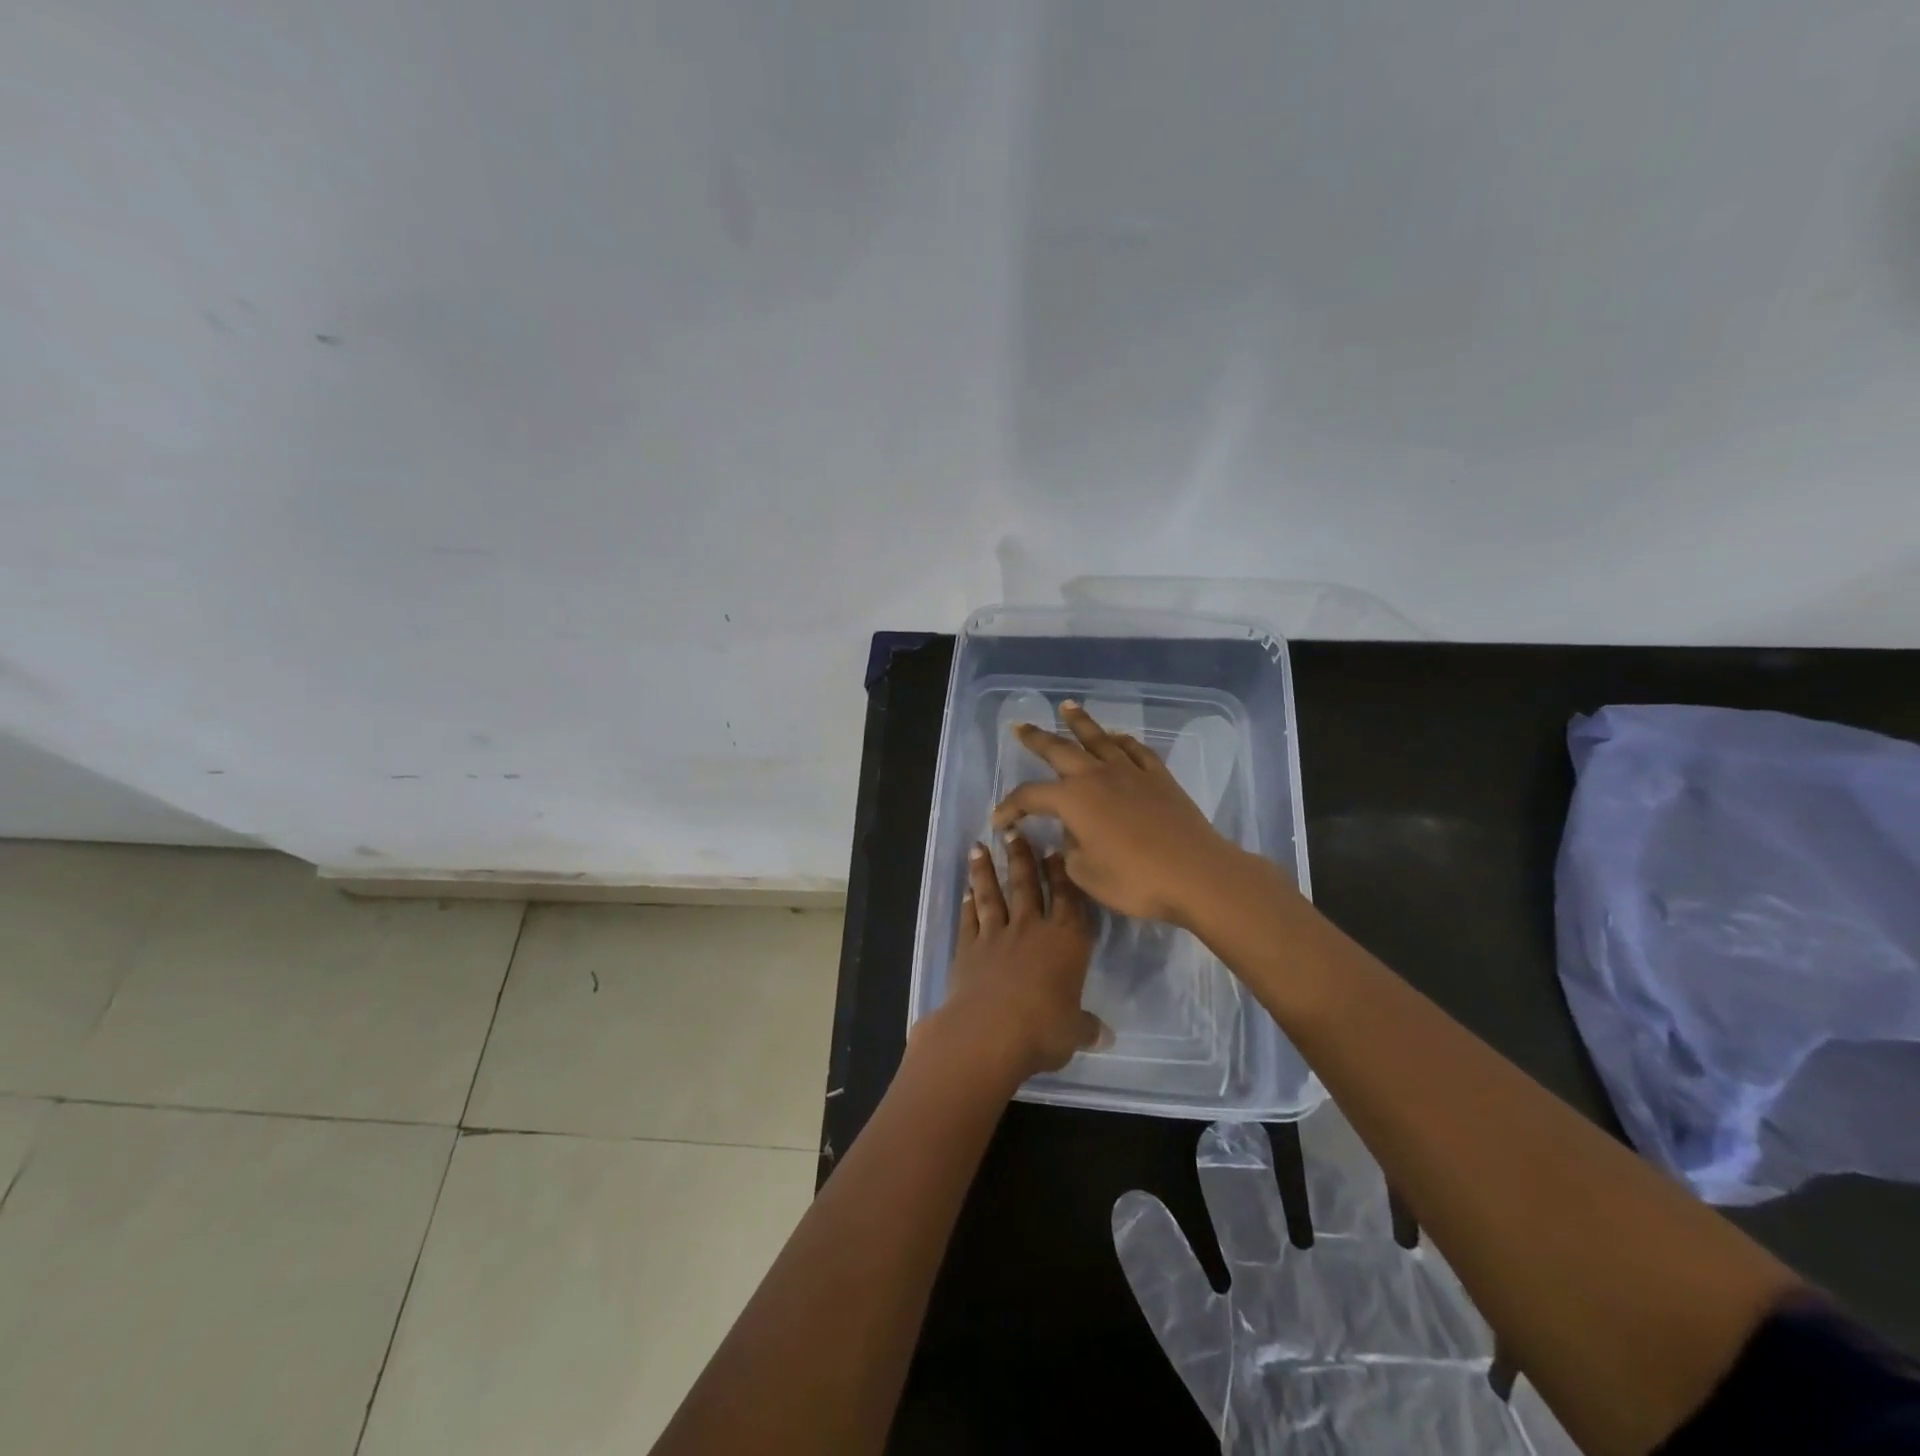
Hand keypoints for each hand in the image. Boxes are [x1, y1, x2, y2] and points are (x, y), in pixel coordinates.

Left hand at [927, 831, 1102, 1083]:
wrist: (988, 1032)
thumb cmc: (1043, 1029)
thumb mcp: (1073, 1032)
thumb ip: (1086, 1027)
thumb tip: (1105, 1036)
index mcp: (1066, 941)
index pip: (1067, 899)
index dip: (1061, 874)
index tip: (1054, 850)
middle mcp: (1031, 929)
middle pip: (1026, 885)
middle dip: (1021, 857)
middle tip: (1013, 831)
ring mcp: (996, 935)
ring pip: (992, 894)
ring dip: (985, 871)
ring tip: (978, 847)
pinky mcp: (968, 948)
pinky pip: (970, 919)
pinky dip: (967, 904)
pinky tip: (966, 891)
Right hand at [990, 701, 1241, 924]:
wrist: (1195, 873)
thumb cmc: (1134, 879)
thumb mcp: (1086, 874)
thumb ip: (1069, 850)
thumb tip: (1071, 834)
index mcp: (1073, 799)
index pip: (1030, 796)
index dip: (1010, 807)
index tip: (999, 820)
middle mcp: (1097, 776)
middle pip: (1059, 750)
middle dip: (1036, 738)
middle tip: (1020, 726)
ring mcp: (1130, 772)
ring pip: (1099, 738)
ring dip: (1080, 722)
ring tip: (1067, 707)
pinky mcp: (1159, 777)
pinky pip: (1135, 750)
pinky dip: (1122, 740)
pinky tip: (1117, 737)